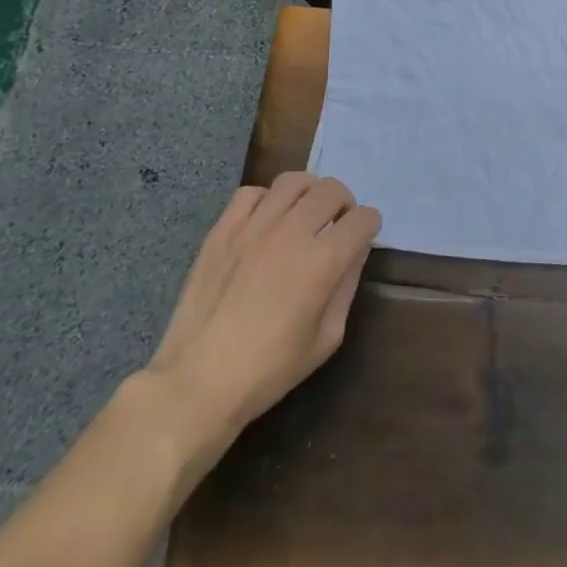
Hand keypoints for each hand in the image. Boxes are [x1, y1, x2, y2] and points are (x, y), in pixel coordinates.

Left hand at [142, 173, 380, 474]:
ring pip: (293, 182)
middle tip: (336, 225)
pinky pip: (250, 193)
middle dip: (345, 204)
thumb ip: (347, 287)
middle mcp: (291, 233)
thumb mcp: (326, 339)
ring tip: (304, 215)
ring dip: (309, 194)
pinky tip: (266, 222)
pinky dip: (266, 200)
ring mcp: (253, 228)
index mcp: (322, 262)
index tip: (363, 239)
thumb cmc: (268, 370)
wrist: (196, 384)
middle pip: (332, 190)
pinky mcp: (221, 231)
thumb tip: (355, 251)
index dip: (369, 226)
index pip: (363, 218)